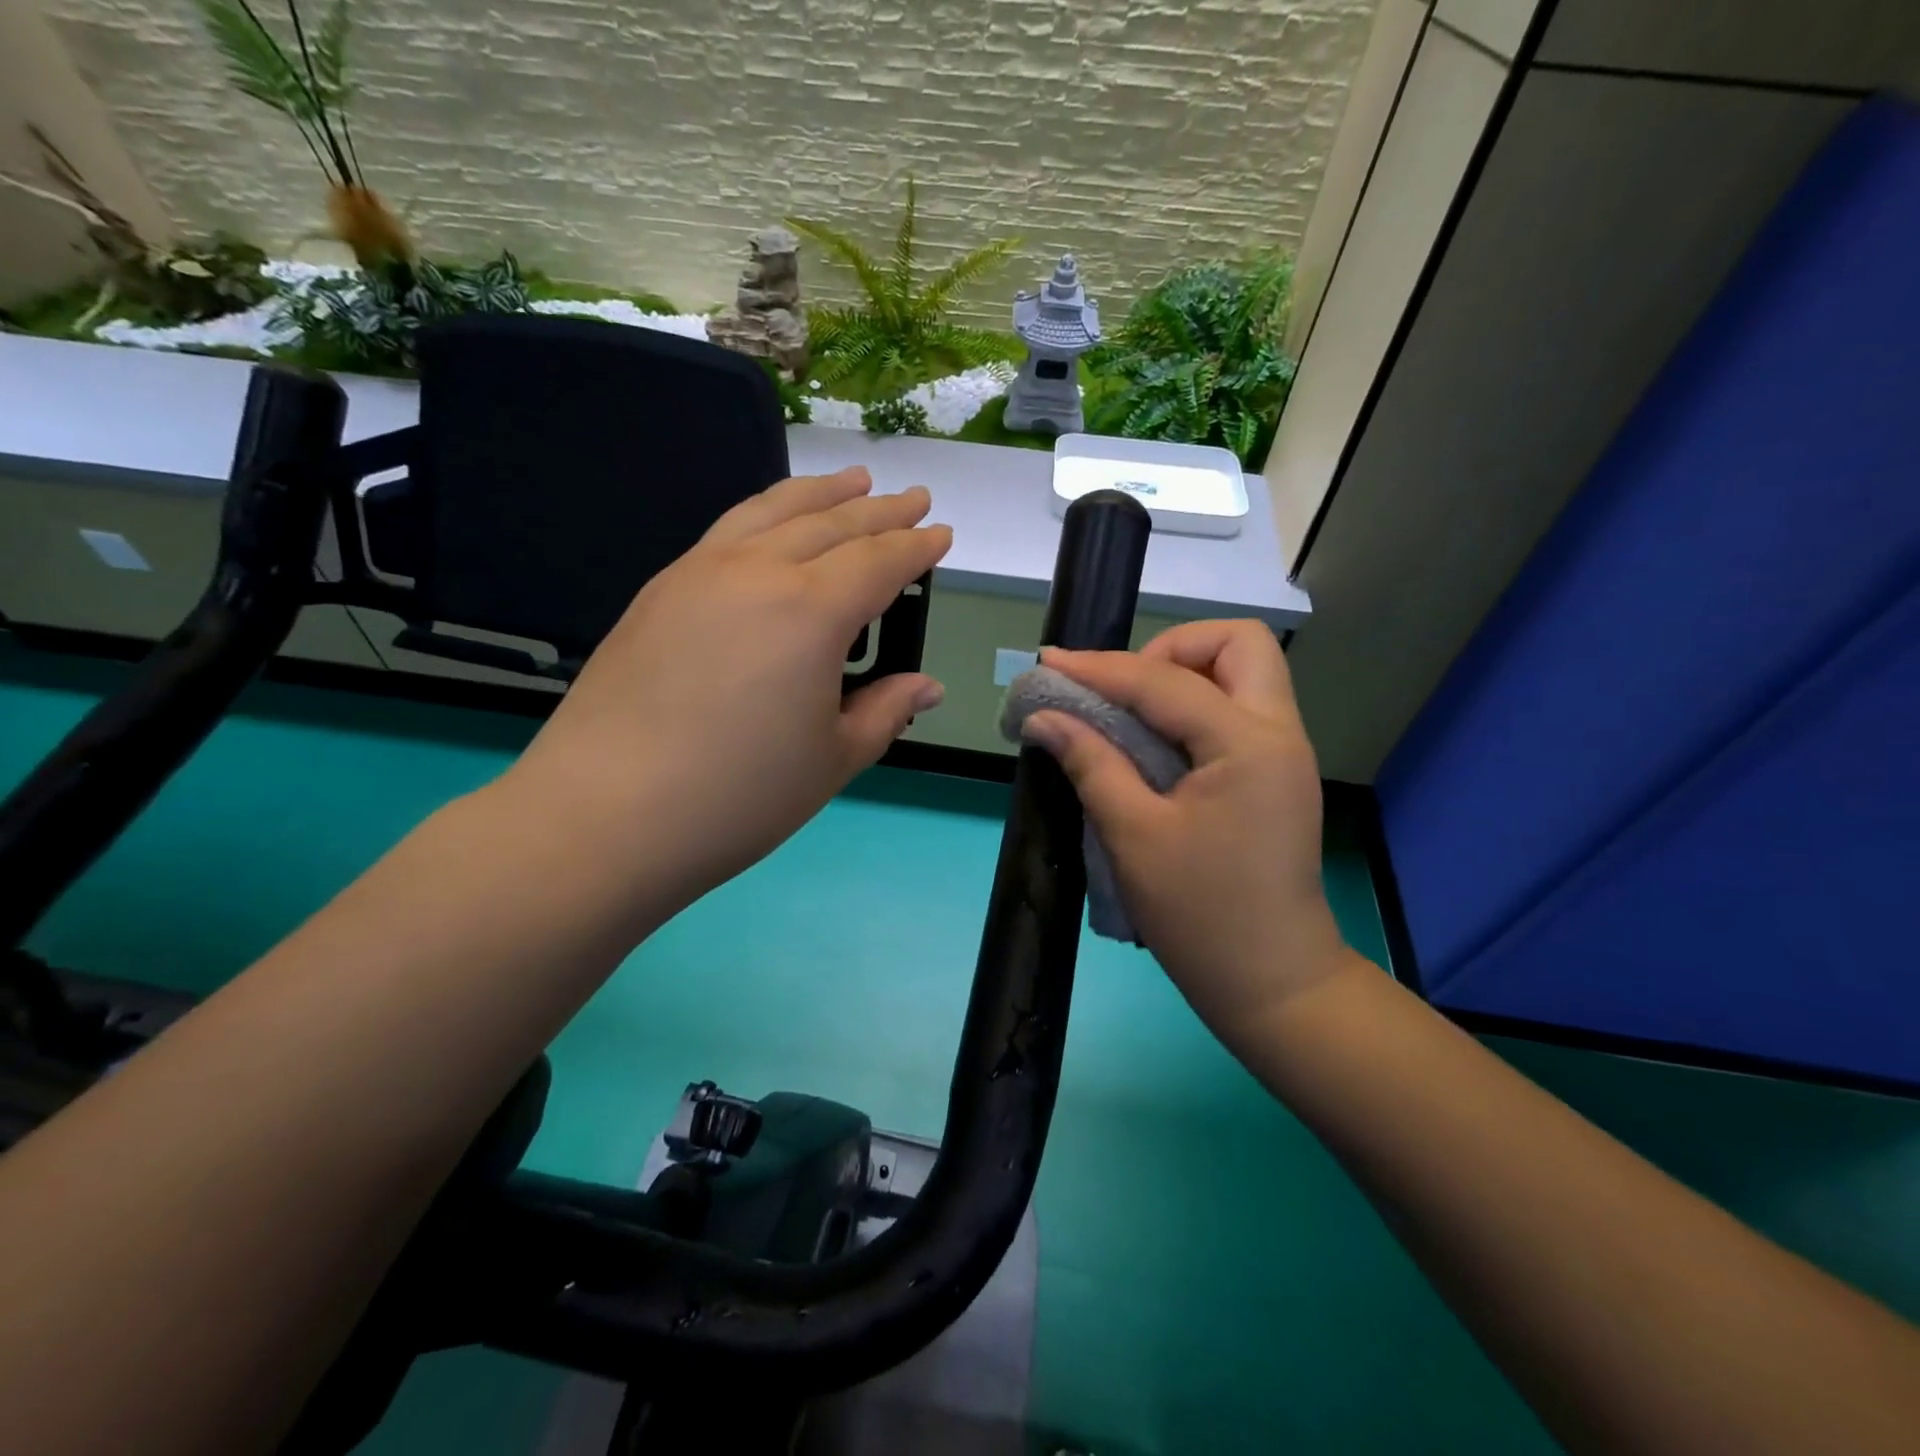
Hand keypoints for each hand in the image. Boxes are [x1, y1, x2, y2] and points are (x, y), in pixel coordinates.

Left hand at [505, 467, 949, 910]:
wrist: (604, 815)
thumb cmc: (738, 797)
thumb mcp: (832, 760)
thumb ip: (885, 711)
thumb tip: (927, 687)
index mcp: (810, 612)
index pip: (878, 562)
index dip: (915, 547)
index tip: (941, 534)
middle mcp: (757, 573)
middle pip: (831, 524)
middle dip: (880, 510)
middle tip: (913, 497)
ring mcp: (699, 573)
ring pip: (773, 511)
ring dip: (821, 493)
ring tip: (852, 480)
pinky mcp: (660, 590)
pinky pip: (728, 530)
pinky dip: (766, 513)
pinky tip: (774, 524)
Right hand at [1021, 621, 1350, 1047]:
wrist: (1273, 984)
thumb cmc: (1201, 915)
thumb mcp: (1134, 836)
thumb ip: (1090, 763)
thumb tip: (1043, 717)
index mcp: (1248, 744)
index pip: (1165, 680)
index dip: (1100, 668)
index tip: (1049, 663)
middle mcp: (1278, 733)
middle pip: (1237, 644)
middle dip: (1171, 648)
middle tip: (1121, 689)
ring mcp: (1284, 753)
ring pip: (1243, 673)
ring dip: (1183, 675)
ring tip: (1129, 712)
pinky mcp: (1275, 775)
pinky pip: (1237, 711)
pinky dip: (1193, 707)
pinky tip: (1152, 741)